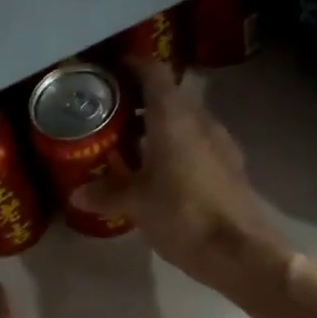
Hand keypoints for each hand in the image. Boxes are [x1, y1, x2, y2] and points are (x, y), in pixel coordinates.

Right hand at [71, 57, 292, 296]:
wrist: (239, 251)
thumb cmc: (183, 216)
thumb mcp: (136, 205)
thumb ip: (107, 193)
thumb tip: (77, 194)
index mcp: (174, 118)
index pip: (154, 73)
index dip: (132, 66)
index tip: (109, 73)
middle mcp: (200, 121)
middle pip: (169, 97)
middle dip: (140, 103)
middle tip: (110, 116)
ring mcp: (220, 144)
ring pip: (184, 122)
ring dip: (158, 128)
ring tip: (129, 147)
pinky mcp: (230, 168)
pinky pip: (197, 145)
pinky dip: (175, 149)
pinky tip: (159, 174)